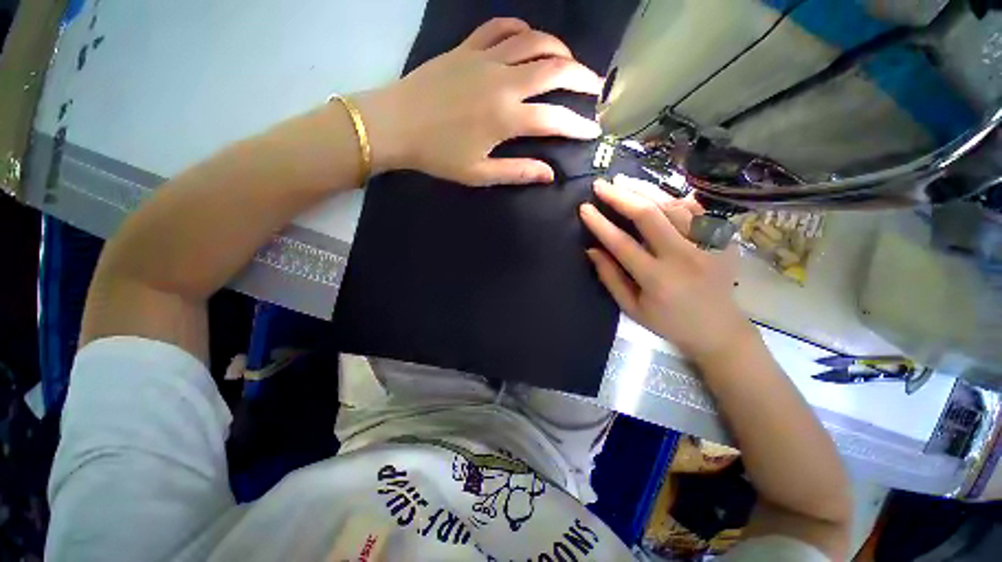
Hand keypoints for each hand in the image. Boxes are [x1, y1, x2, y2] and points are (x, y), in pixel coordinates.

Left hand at [355, 18, 603, 185]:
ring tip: (570, 63)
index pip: (555, 120)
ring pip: (534, 42)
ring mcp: (485, 59)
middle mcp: (503, 82)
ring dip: (559, 50)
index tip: (593, 131)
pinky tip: (528, 39)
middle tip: (595, 87)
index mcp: (506, 118)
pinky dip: (521, 30)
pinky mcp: (467, 48)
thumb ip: (517, 171)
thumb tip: (549, 174)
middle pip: (554, 70)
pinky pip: (500, 28)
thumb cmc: (438, 155)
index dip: (578, 126)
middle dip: (582, 78)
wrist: (397, 125)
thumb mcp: (479, 174)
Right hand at [580, 175, 753, 361]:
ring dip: (645, 189)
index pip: (621, 243)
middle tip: (601, 185)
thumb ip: (610, 277)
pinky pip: (696, 209)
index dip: (599, 223)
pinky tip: (657, 191)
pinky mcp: (722, 239)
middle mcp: (683, 257)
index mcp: (657, 279)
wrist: (719, 330)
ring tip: (624, 180)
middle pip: (649, 215)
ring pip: (673, 205)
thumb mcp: (631, 308)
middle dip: (621, 196)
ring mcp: (707, 245)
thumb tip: (592, 249)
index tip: (584, 208)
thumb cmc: (668, 322)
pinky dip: (674, 196)